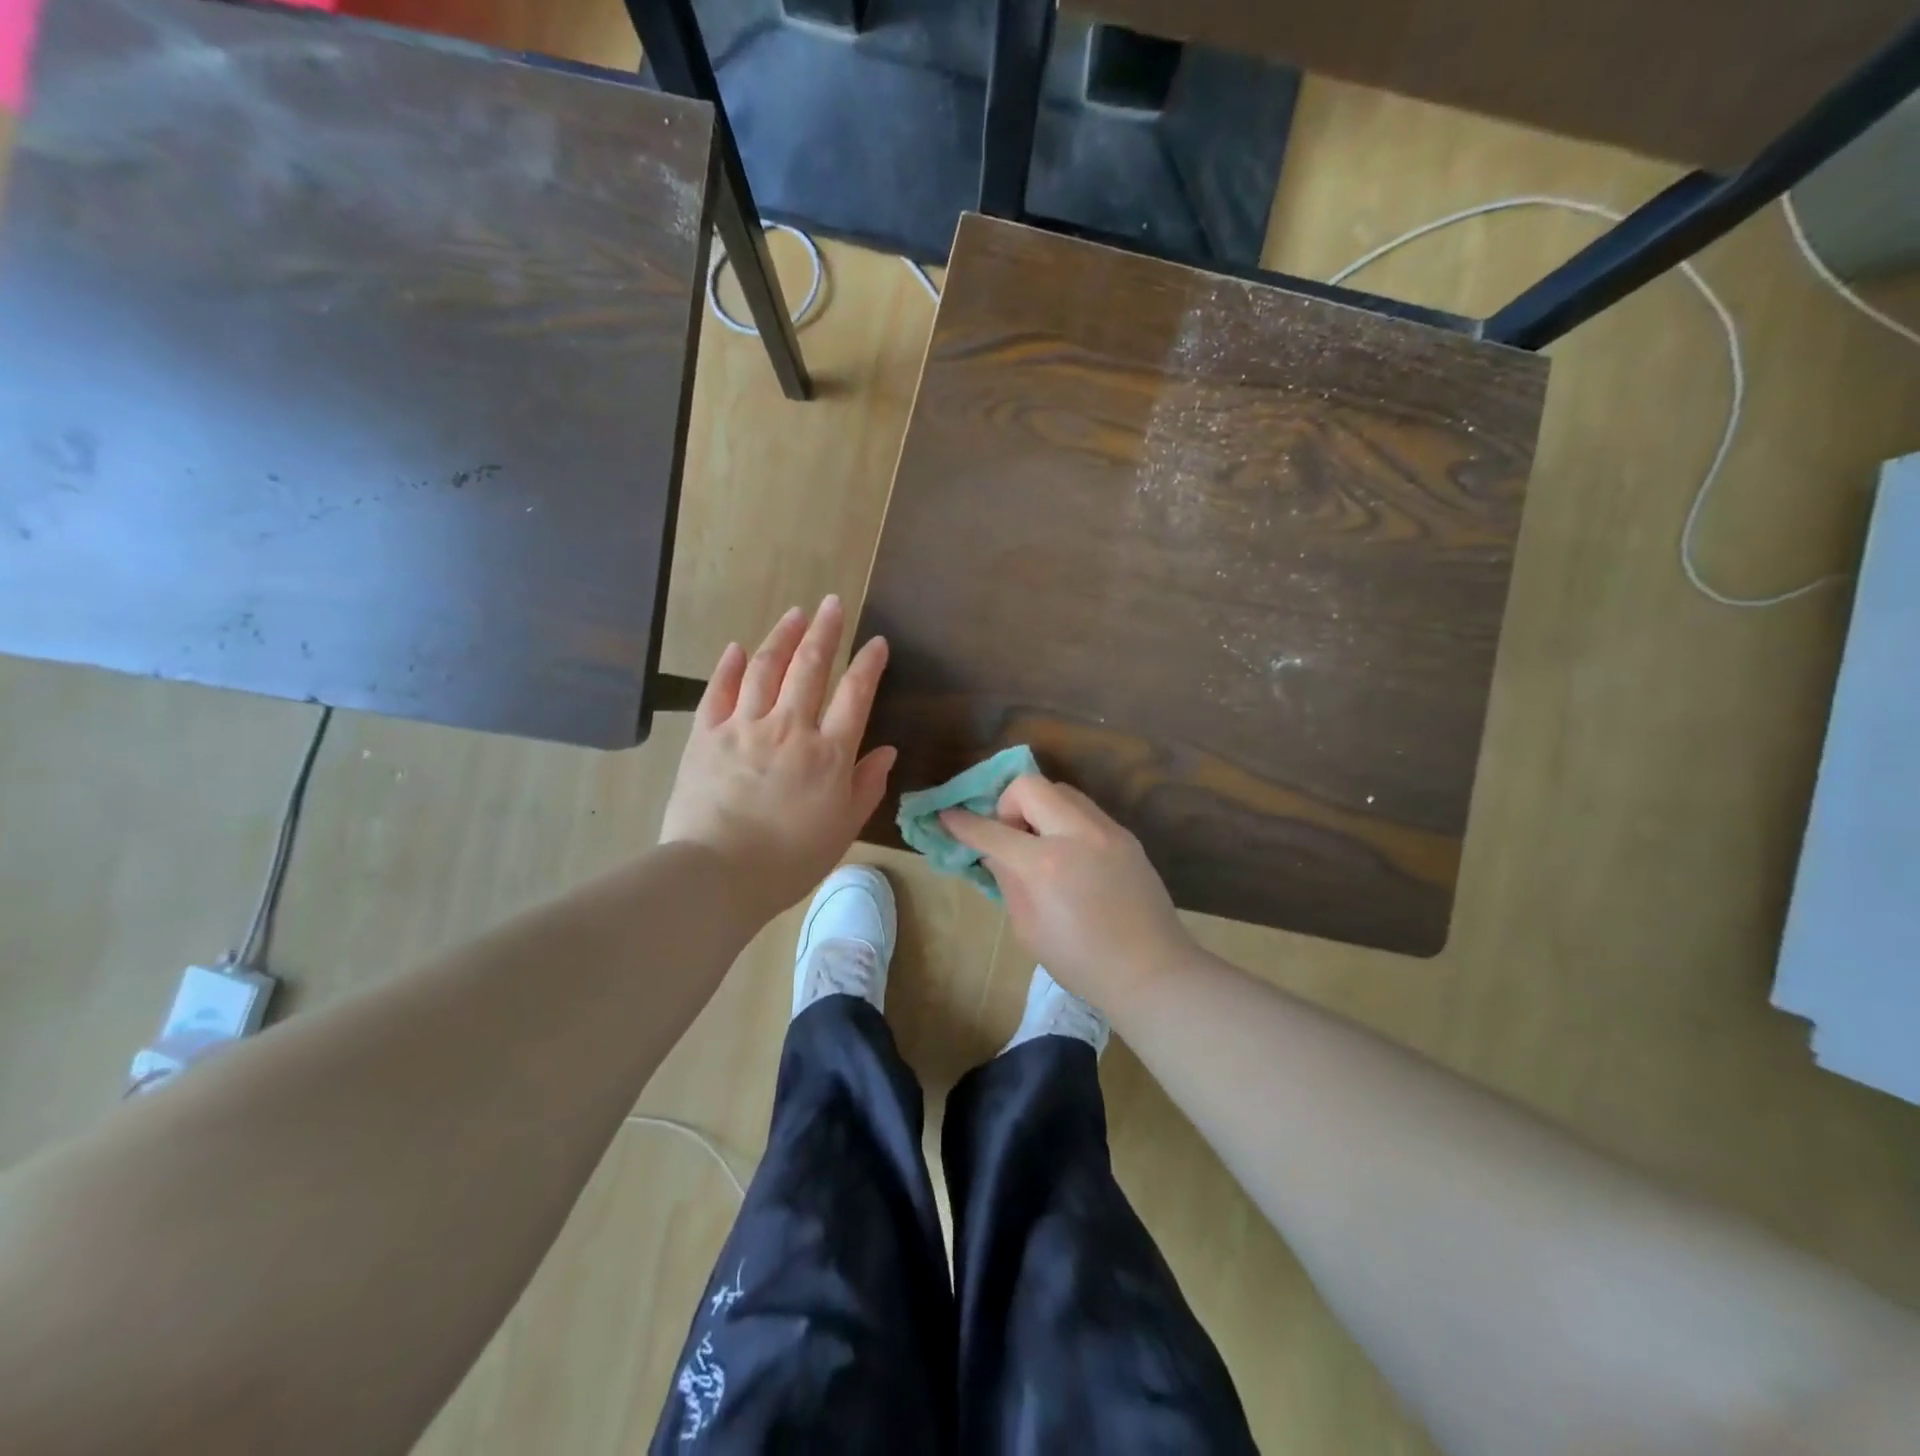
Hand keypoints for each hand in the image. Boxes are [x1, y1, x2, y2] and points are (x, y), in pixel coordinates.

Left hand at [660, 597, 895, 922]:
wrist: (718, 874)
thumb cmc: (789, 860)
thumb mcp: (843, 829)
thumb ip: (866, 785)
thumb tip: (887, 751)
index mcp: (828, 753)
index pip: (854, 694)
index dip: (868, 664)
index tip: (876, 641)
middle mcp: (789, 728)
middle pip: (810, 667)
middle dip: (825, 631)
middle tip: (833, 603)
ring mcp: (744, 727)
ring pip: (765, 668)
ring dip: (782, 637)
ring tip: (795, 613)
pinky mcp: (706, 736)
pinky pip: (719, 691)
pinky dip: (729, 666)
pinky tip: (738, 648)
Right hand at [940, 774, 1191, 1007]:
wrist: (1152, 971)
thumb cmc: (1081, 962)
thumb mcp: (1028, 928)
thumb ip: (1007, 880)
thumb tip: (993, 852)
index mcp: (1045, 864)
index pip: (991, 831)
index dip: (962, 823)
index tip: (947, 816)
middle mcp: (1077, 834)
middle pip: (1029, 785)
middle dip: (1008, 804)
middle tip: (1011, 838)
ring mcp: (1106, 830)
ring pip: (1061, 791)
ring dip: (1040, 809)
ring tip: (1042, 846)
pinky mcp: (1125, 836)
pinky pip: (1085, 811)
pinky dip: (1065, 822)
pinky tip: (1071, 857)